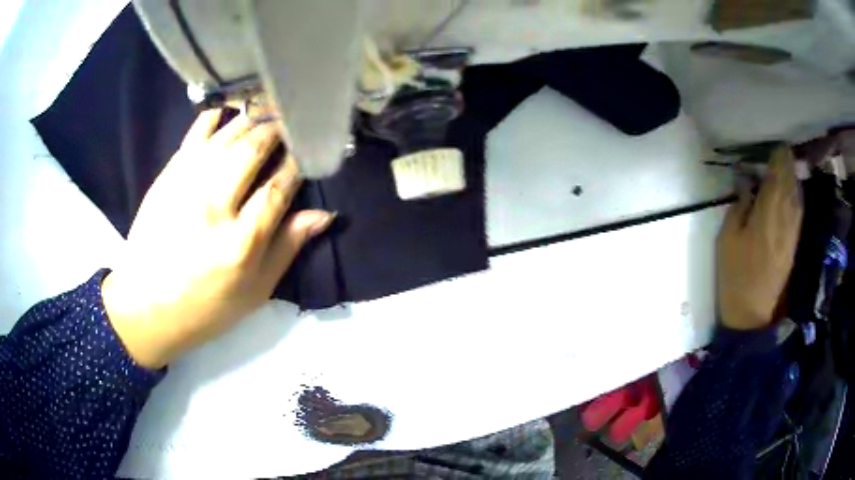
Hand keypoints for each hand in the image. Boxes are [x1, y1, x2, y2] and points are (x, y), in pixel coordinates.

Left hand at [101, 110, 333, 368]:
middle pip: (252, 151)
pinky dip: (214, 118)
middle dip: (277, 132)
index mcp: (240, 243)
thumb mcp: (254, 292)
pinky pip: (194, 136)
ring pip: (225, 137)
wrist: (146, 306)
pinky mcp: (167, 177)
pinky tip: (228, 112)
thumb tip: (323, 214)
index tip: (310, 152)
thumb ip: (287, 249)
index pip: (278, 188)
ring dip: (252, 119)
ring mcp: (186, 186)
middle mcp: (213, 206)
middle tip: (291, 122)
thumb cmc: (205, 306)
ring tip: (268, 111)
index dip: (298, 165)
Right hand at [717, 147, 802, 329]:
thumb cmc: (734, 275)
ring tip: (787, 166)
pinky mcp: (793, 243)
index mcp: (767, 213)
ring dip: (793, 178)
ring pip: (797, 196)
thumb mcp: (727, 239)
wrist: (751, 314)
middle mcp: (785, 218)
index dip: (778, 158)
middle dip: (787, 164)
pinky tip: (792, 192)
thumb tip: (747, 182)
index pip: (777, 175)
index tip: (775, 145)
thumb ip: (739, 205)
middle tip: (782, 150)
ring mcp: (792, 232)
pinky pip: (798, 211)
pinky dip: (796, 196)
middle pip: (790, 183)